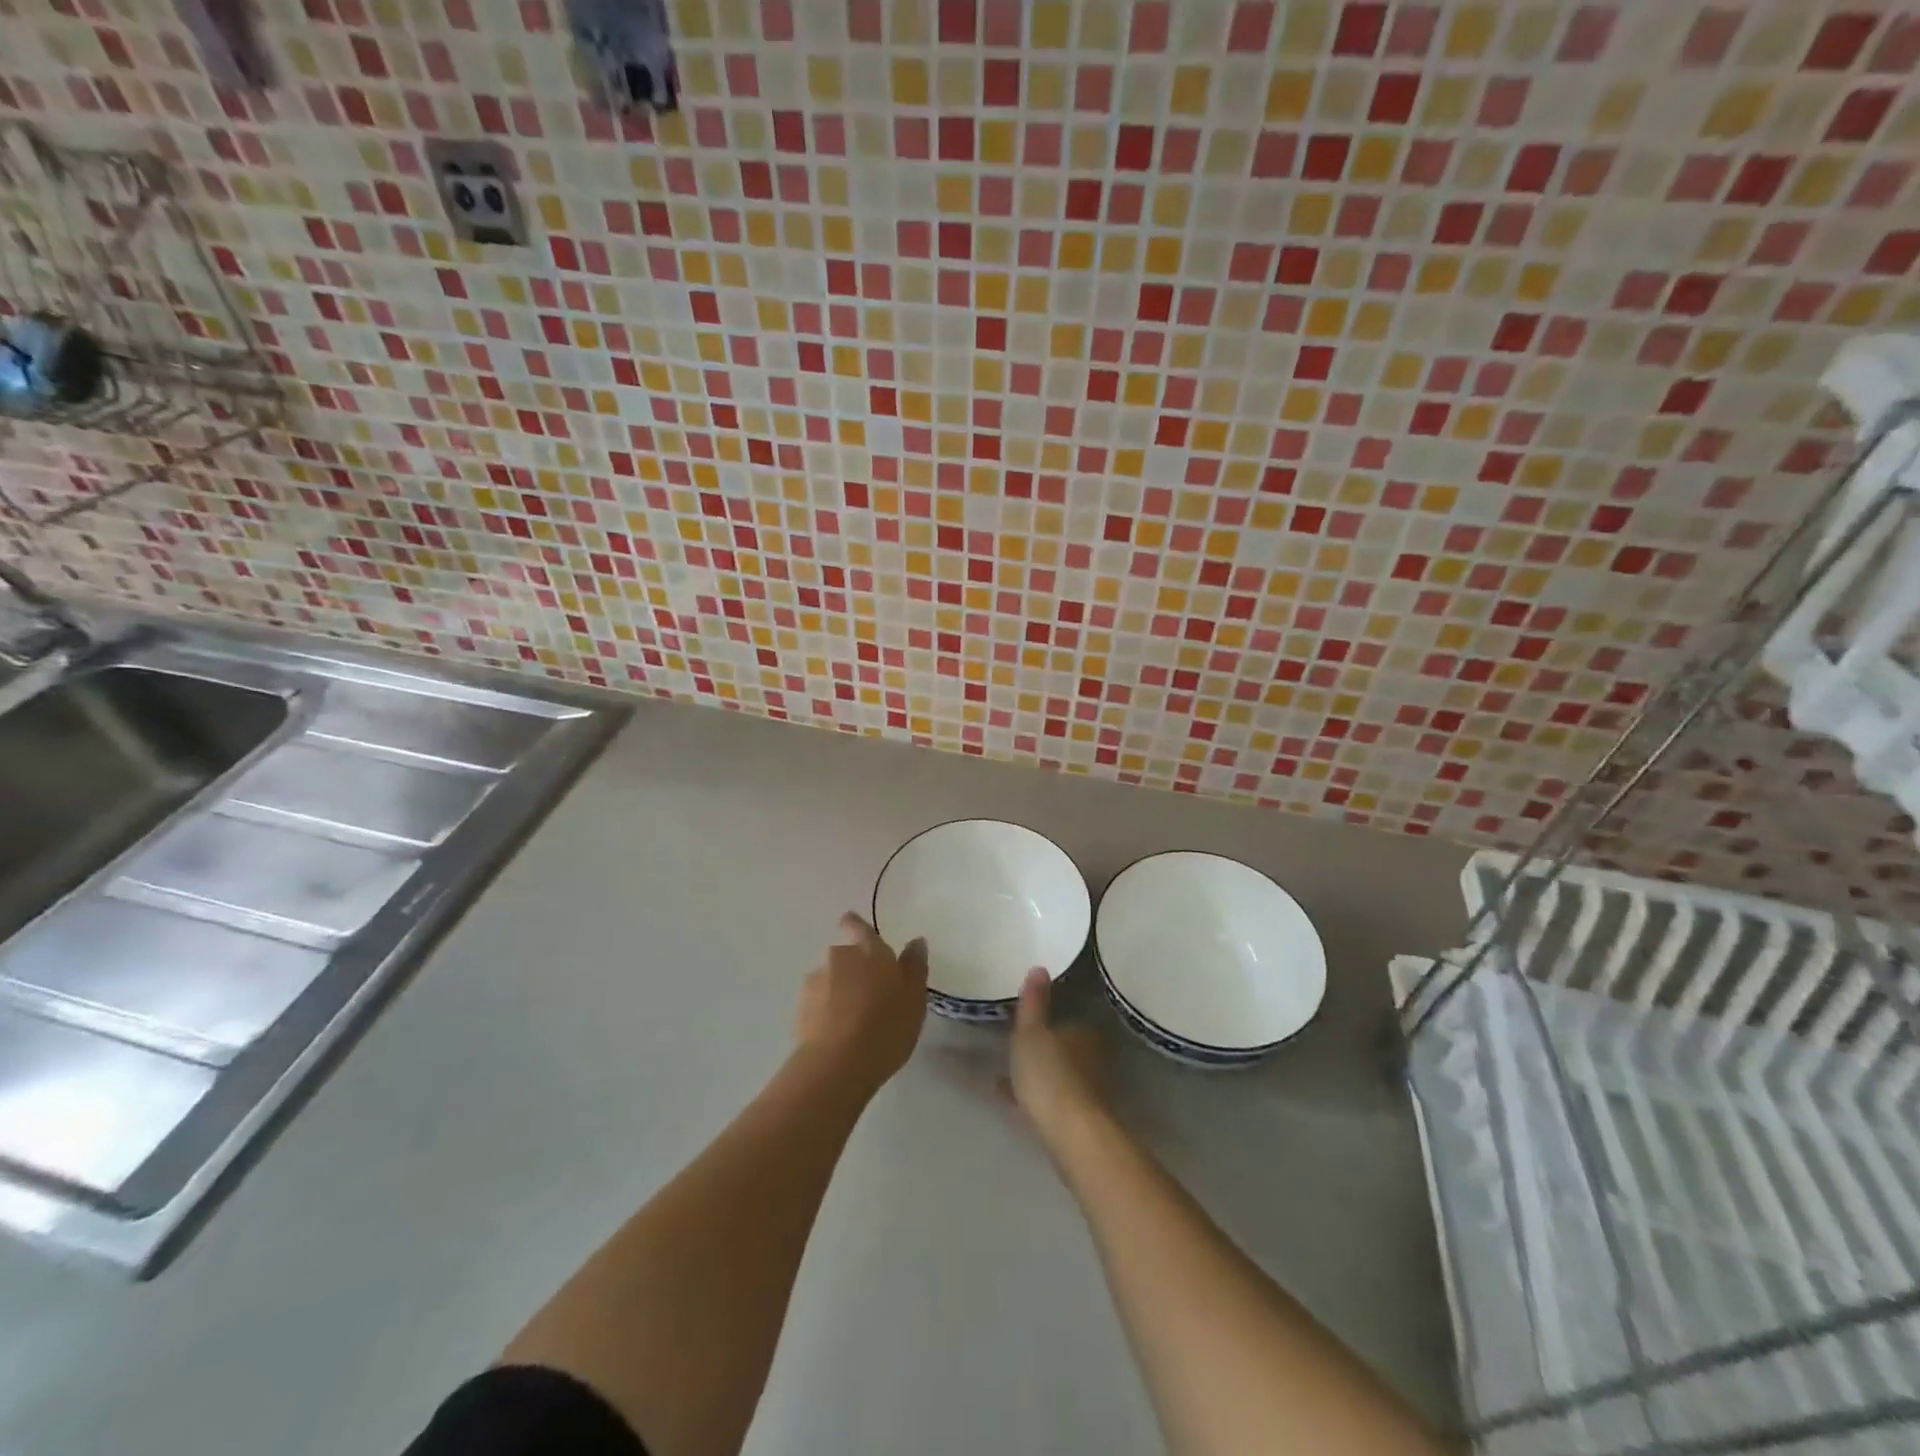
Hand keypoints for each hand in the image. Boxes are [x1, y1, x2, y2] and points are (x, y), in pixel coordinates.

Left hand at [795, 913, 928, 1095]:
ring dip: (838, 991)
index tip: (854, 928)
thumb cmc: (886, 1025)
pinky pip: (817, 1004)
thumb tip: (915, 941)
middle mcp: (838, 957)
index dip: (855, 925)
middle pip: (844, 955)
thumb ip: (914, 966)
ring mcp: (815, 983)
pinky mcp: (800, 1010)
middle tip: (870, 994)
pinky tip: (839, 1035)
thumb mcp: (914, 997)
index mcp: (868, 950)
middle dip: (853, 968)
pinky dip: (826, 1013)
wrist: (838, 1064)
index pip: (857, 925)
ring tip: (854, 1020)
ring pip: (829, 980)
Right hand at [1009, 967, 1106, 1156]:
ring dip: (1037, 1075)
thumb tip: (1040, 966)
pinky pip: (1049, 1100)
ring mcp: (1085, 1092)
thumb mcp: (1031, 1033)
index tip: (1030, 1024)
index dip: (1050, 1023)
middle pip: (1065, 1050)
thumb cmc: (1050, 1075)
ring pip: (1057, 1076)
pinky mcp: (1075, 1120)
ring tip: (1006, 1075)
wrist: (1071, 1135)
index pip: (1069, 1022)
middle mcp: (1090, 1060)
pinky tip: (1011, 1100)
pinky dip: (1032, 1097)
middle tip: (1017, 1048)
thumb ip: (1034, 1002)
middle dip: (1045, 1050)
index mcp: (1083, 1034)